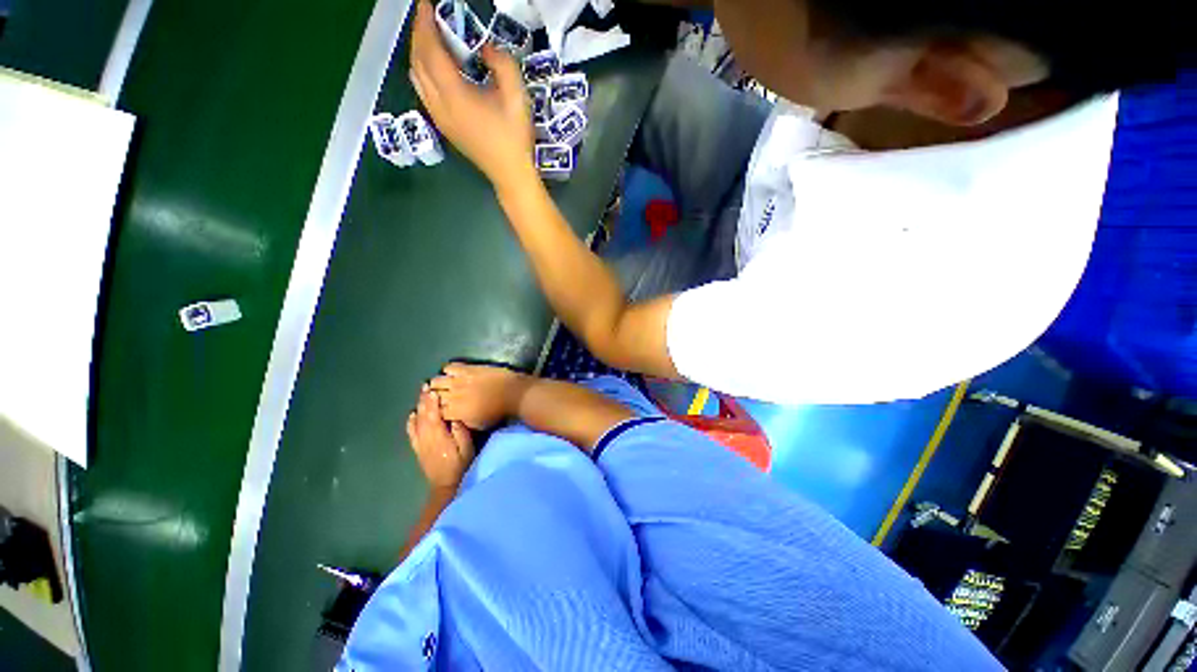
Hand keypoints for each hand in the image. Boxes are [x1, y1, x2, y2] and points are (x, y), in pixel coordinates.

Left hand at [407, 386, 475, 487]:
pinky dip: (411, 422)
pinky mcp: (418, 448)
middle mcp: (426, 437)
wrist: (445, 484)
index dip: (432, 401)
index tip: (433, 389)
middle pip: (423, 415)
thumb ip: (460, 431)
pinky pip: (411, 432)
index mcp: (438, 435)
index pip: (434, 414)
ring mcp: (420, 443)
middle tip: (425, 386)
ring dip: (418, 407)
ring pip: (417, 421)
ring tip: (421, 395)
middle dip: (424, 400)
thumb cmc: (460, 464)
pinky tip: (412, 414)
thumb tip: (454, 417)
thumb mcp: (467, 447)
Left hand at [409, 0, 537, 191]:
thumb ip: (503, 65)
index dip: (425, 25)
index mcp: (455, 95)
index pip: (431, 51)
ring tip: (427, 39)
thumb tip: (485, 49)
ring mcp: (440, 119)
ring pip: (416, 79)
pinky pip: (423, 93)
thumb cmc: (515, 138)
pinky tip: (432, 70)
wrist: (510, 175)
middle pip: (418, 63)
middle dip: (418, 36)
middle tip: (425, 17)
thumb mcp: (518, 97)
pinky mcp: (445, 128)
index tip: (424, 4)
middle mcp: (440, 105)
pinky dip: (421, 73)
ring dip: (417, 55)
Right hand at [429, 363, 530, 430]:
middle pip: (431, 395)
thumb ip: (461, 422)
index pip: (434, 411)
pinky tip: (453, 373)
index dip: (434, 411)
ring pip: (436, 380)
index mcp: (455, 412)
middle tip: (437, 396)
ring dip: (437, 383)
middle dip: (433, 397)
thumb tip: (452, 418)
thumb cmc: (498, 413)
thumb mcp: (477, 425)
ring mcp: (459, 380)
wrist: (513, 394)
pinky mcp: (468, 368)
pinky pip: (449, 367)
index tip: (436, 409)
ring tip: (442, 384)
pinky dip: (448, 370)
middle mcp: (452, 396)